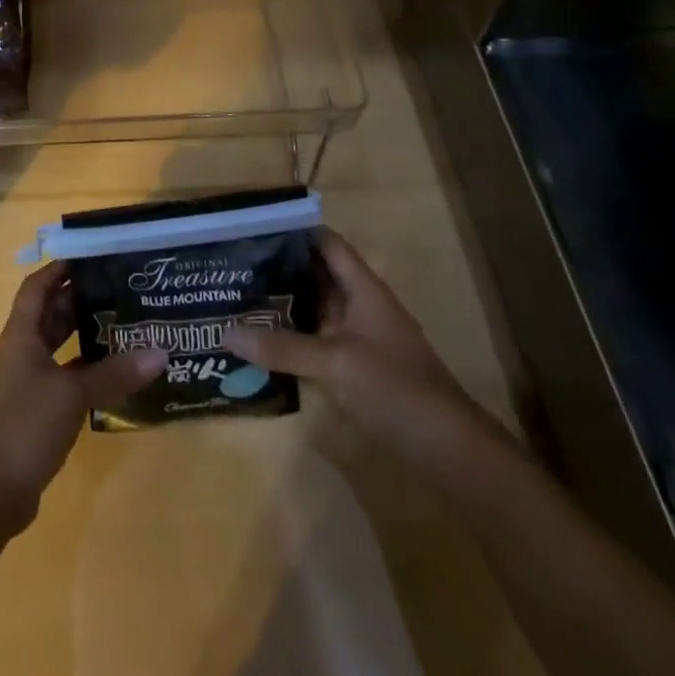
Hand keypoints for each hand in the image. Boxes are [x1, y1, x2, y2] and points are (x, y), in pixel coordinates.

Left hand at [0, 262, 165, 542]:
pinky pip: (61, 379)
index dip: (58, 269)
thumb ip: (114, 374)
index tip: (89, 256)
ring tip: (122, 325)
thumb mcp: (71, 395)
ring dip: (81, 336)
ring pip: (56, 349)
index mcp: (20, 336)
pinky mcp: (34, 414)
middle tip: (117, 289)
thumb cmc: (23, 427)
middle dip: (77, 300)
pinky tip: (112, 376)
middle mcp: (20, 354)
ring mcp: (25, 385)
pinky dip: (83, 372)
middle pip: (47, 316)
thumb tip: (160, 352)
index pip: (36, 288)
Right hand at [224, 228, 491, 463]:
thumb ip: (282, 347)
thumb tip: (225, 333)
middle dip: (278, 266)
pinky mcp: (353, 368)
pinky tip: (258, 339)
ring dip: (280, 302)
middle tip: (231, 261)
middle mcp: (359, 307)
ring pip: (313, 308)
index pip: (327, 244)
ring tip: (235, 294)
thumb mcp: (335, 363)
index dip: (295, 230)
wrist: (448, 450)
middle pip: (315, 274)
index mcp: (364, 290)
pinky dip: (288, 335)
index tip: (252, 225)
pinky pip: (314, 340)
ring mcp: (357, 338)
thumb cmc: (396, 389)